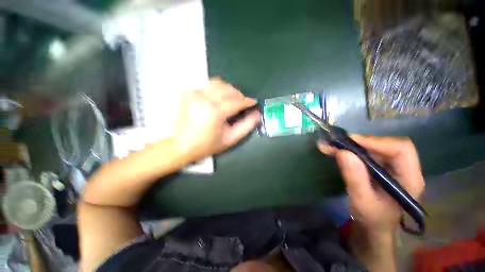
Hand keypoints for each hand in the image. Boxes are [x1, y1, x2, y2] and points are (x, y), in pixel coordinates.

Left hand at [173, 79, 260, 161]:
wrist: (181, 146)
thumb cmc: (208, 145)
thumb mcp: (230, 139)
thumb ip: (246, 126)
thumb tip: (257, 114)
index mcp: (215, 111)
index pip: (236, 101)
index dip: (247, 101)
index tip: (253, 102)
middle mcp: (204, 98)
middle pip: (228, 89)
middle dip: (239, 94)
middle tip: (243, 102)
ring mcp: (194, 93)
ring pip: (218, 83)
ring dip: (229, 90)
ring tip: (233, 99)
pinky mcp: (188, 93)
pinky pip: (207, 86)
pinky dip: (217, 90)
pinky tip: (220, 98)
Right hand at [318, 135, 424, 234]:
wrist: (374, 224)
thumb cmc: (371, 217)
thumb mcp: (361, 201)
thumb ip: (355, 178)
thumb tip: (343, 152)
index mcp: (410, 179)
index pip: (401, 150)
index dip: (377, 142)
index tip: (351, 141)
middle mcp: (405, 168)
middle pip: (388, 144)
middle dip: (361, 142)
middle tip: (337, 143)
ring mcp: (394, 166)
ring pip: (376, 146)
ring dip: (354, 144)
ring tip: (333, 147)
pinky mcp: (383, 165)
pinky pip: (369, 151)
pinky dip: (352, 149)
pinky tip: (338, 150)